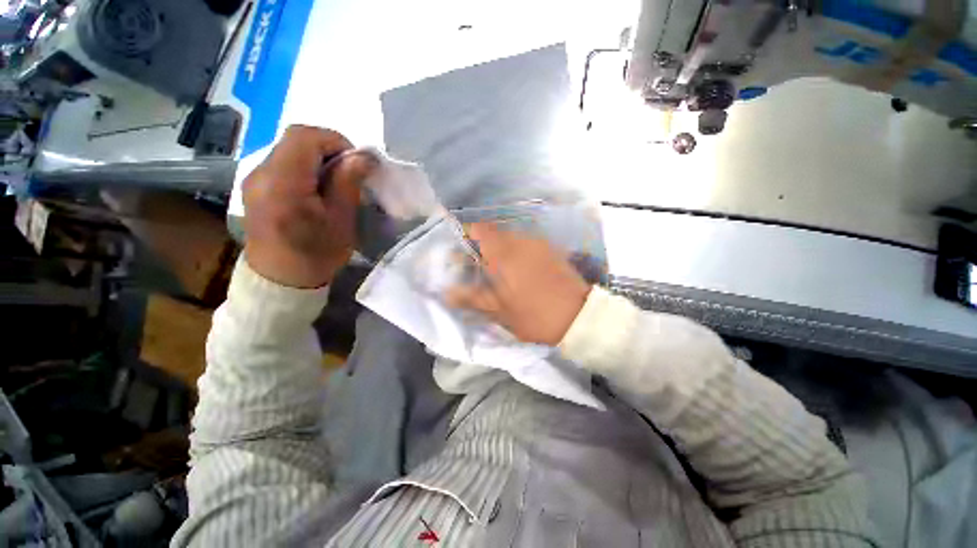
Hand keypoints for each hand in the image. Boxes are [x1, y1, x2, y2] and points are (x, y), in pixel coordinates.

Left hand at [242, 125, 370, 287]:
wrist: (281, 279)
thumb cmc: (317, 254)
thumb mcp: (341, 221)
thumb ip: (348, 183)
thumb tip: (364, 156)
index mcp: (283, 183)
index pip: (305, 137)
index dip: (334, 141)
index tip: (355, 163)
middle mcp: (261, 173)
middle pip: (295, 139)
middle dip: (328, 148)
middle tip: (348, 172)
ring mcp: (254, 178)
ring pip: (288, 149)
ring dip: (317, 158)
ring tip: (334, 182)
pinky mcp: (255, 185)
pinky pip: (282, 162)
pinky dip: (304, 166)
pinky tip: (315, 188)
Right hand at [446, 223, 591, 345]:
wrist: (579, 317)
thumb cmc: (535, 316)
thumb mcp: (500, 311)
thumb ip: (472, 298)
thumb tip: (447, 293)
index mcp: (505, 253)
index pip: (480, 229)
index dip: (466, 234)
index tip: (461, 249)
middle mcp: (522, 241)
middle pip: (495, 232)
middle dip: (483, 244)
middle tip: (477, 265)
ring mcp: (539, 244)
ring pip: (512, 238)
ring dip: (500, 248)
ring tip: (497, 270)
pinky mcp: (552, 250)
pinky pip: (527, 243)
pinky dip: (517, 251)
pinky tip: (518, 270)